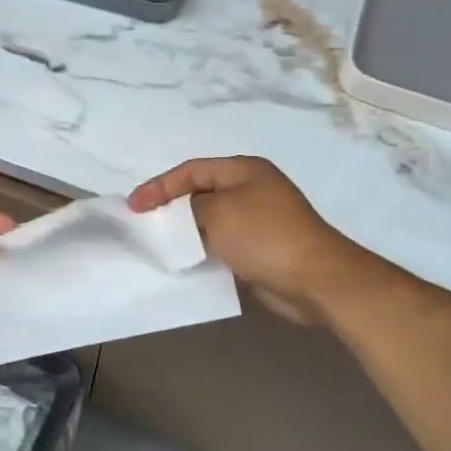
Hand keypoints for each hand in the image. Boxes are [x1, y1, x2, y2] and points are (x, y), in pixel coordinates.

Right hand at [130, 156, 369, 327]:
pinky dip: (202, 247)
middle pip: (199, 192)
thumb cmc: (264, 236)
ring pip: (209, 219)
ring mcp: (258, 219)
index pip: (191, 170)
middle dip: (171, 206)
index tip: (134, 206)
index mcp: (244, 170)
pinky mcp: (260, 247)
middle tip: (144, 223)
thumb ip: (187, 210)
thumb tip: (177, 218)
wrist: (316, 279)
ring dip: (186, 230)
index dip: (159, 186)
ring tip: (160, 242)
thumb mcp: (216, 214)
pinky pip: (221, 241)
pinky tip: (187, 259)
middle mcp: (251, 189)